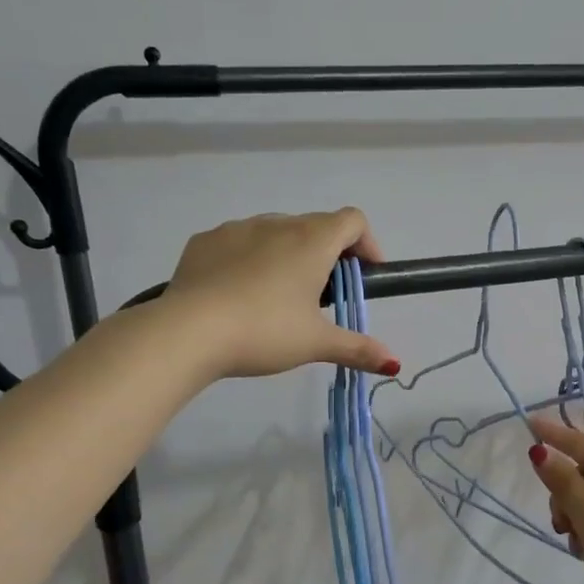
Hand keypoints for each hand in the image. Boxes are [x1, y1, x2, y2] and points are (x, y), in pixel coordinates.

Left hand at [162, 209, 398, 379]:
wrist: (188, 331)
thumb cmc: (264, 331)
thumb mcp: (316, 343)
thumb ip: (357, 349)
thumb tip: (395, 363)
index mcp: (312, 241)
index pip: (353, 220)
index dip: (366, 244)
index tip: (363, 275)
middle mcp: (277, 224)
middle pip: (315, 226)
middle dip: (327, 255)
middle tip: (323, 297)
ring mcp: (237, 229)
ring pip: (275, 232)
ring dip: (287, 254)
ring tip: (277, 297)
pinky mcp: (204, 241)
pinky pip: (238, 242)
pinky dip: (249, 259)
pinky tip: (237, 294)